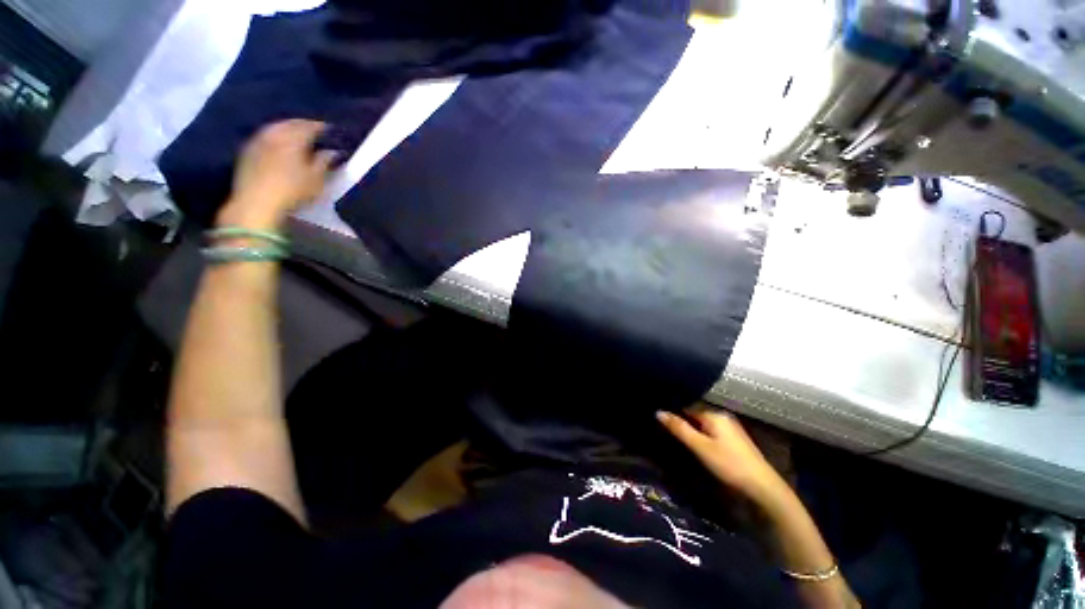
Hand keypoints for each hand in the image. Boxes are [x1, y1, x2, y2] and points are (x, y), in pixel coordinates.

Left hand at [218, 119, 336, 229]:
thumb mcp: (317, 179)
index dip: (322, 127)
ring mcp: (258, 140)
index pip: (310, 126)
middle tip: (315, 131)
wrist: (256, 202)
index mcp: (293, 138)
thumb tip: (333, 151)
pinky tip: (279, 144)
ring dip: (287, 129)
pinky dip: (275, 136)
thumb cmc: (293, 190)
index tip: (331, 130)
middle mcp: (275, 133)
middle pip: (290, 123)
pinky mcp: (248, 150)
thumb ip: (325, 162)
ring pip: (276, 128)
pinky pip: (265, 136)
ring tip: (297, 136)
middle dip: (303, 125)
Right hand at [657, 407, 787, 504]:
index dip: (672, 410)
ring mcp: (729, 428)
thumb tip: (658, 411)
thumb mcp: (700, 447)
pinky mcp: (733, 440)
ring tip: (673, 433)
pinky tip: (693, 442)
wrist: (763, 488)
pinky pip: (710, 431)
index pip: (686, 405)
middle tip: (662, 426)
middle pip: (694, 414)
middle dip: (680, 419)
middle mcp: (722, 416)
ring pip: (702, 423)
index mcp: (714, 414)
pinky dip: (700, 434)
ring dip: (690, 428)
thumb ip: (679, 428)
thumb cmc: (729, 464)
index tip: (657, 416)